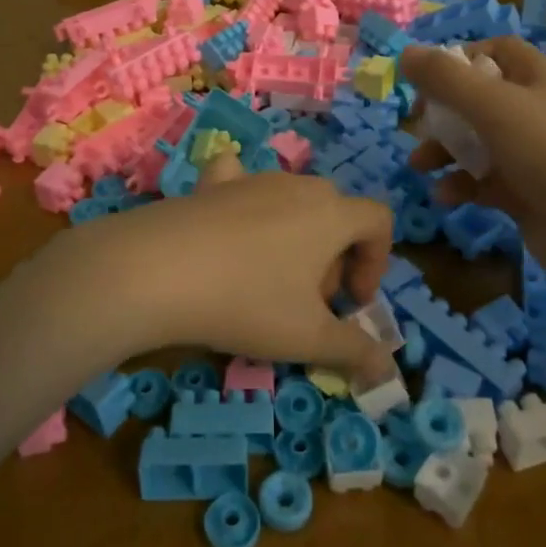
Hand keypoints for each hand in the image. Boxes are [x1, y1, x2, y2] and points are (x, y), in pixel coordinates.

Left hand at [26, 162, 395, 382]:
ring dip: (295, 238)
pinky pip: (238, 178)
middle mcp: (297, 186)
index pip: (378, 221)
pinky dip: (244, 198)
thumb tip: (386, 368)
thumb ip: (355, 351)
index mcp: (331, 214)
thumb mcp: (308, 338)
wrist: (158, 270)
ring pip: (291, 201)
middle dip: (334, 258)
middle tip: (310, 302)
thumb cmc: (247, 302)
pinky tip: (229, 224)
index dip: (376, 262)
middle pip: (335, 213)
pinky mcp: (211, 184)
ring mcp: (251, 178)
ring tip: (267, 280)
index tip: (353, 303)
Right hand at [401, 38, 545, 296]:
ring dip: (444, 151)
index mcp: (534, 78)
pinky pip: (483, 181)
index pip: (494, 52)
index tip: (425, 78)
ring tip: (419, 167)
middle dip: (443, 111)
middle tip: (416, 124)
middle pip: (477, 98)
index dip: (459, 59)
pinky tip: (445, 196)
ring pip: (476, 142)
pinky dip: (461, 186)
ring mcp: (530, 155)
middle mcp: (533, 111)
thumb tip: (405, 53)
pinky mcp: (525, 193)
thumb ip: (445, 79)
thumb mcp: (493, 107)